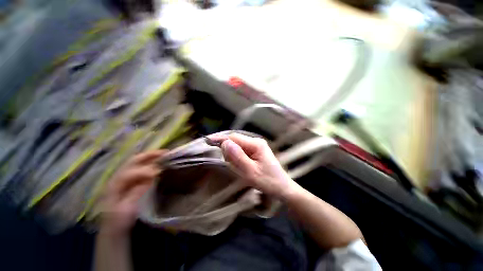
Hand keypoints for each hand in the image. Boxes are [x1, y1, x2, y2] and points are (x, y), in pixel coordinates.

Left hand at [99, 150, 164, 235]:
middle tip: (165, 153)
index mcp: (115, 185)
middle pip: (133, 161)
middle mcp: (119, 177)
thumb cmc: (120, 221)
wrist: (114, 229)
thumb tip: (153, 175)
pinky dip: (151, 164)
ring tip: (164, 155)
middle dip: (149, 156)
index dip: (144, 170)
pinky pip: (142, 168)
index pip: (130, 172)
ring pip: (138, 163)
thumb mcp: (127, 209)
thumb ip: (138, 190)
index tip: (160, 171)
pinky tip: (159, 164)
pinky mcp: (132, 182)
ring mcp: (125, 179)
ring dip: (151, 158)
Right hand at [209, 133, 296, 197]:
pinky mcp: (256, 152)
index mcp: (256, 144)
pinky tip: (241, 166)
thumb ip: (238, 157)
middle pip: (235, 141)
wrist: (282, 187)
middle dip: (228, 151)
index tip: (207, 141)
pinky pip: (241, 151)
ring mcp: (256, 146)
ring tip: (239, 168)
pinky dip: (237, 158)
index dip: (221, 139)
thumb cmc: (268, 181)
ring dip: (233, 156)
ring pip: (237, 146)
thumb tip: (225, 143)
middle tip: (231, 165)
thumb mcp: (251, 172)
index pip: (234, 138)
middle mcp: (256, 142)